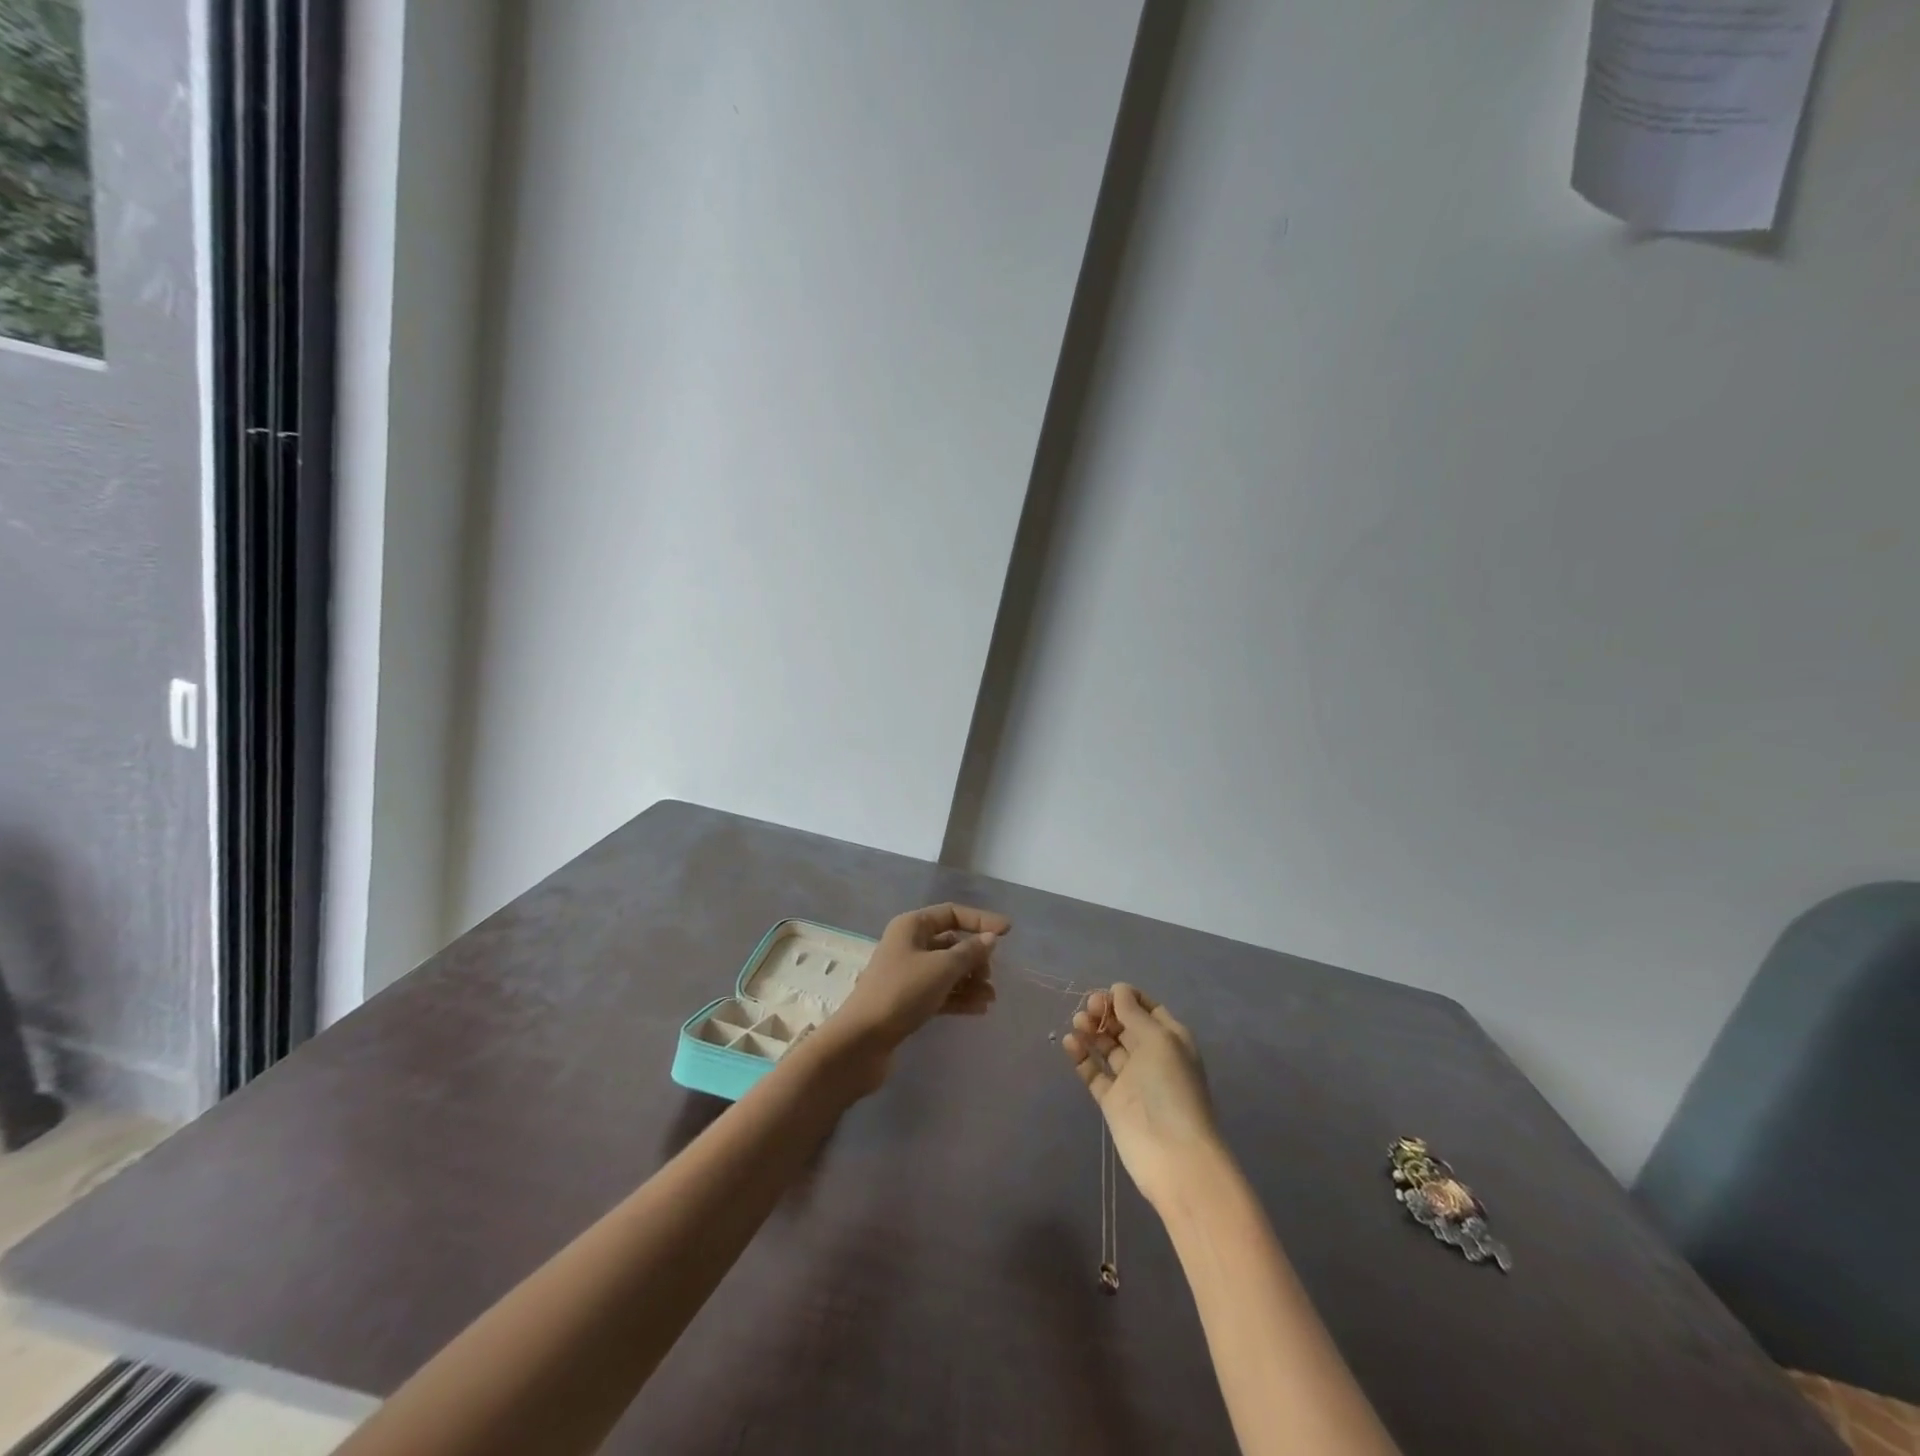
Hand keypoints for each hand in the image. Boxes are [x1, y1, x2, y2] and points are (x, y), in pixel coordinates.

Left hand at [824, 903, 1007, 1088]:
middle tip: (989, 977)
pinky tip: (980, 1009)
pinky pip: (941, 991)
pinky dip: (959, 997)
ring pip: (947, 970)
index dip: (981, 920)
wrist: (862, 1042)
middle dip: (975, 957)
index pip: (952, 913)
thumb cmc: (902, 993)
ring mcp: (907, 974)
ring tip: (990, 998)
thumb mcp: (941, 968)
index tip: (1008, 932)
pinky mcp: (908, 1001)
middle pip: (951, 942)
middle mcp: (909, 944)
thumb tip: (990, 939)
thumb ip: (969, 952)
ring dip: (970, 980)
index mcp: (911, 926)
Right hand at [1063, 983, 1222, 1210]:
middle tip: (1088, 1008)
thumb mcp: (1158, 1041)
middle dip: (1106, 1012)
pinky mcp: (1112, 1101)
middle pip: (1124, 1025)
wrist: (1173, 1155)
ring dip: (1092, 1031)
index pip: (1148, 1010)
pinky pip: (1094, 1072)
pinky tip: (1070, 1042)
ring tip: (1077, 1023)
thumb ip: (1134, 1013)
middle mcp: (1151, 1056)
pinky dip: (1082, 1056)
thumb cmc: (1171, 1088)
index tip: (1108, 992)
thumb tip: (1118, 989)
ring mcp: (1131, 1079)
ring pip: (1107, 1047)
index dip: (1127, 998)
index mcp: (1170, 1040)